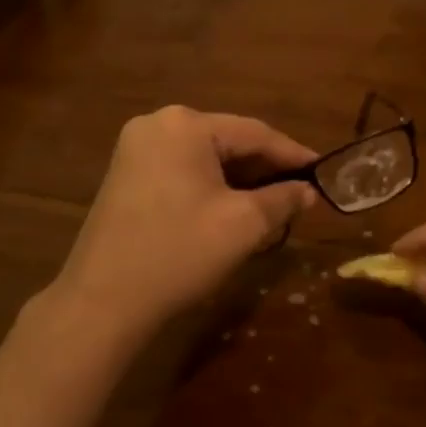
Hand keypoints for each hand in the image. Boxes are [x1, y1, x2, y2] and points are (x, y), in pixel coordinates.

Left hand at [51, 107, 316, 336]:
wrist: (102, 302)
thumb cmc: (180, 253)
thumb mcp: (244, 225)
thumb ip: (283, 199)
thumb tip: (309, 192)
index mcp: (185, 125)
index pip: (254, 133)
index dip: (293, 154)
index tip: (323, 172)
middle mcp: (157, 124)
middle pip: (227, 141)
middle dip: (265, 168)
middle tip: (300, 191)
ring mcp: (135, 149)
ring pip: (205, 157)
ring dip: (239, 178)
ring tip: (273, 201)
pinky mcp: (125, 175)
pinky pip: (181, 170)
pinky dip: (210, 185)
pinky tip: (231, 206)